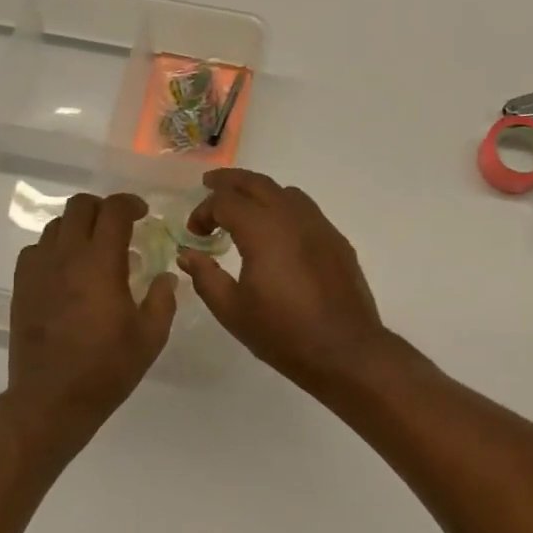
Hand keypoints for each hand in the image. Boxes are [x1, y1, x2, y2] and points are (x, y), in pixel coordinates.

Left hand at [7, 192, 176, 456]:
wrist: (51, 400)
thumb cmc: (106, 368)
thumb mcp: (150, 337)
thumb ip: (163, 299)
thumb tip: (165, 276)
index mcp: (100, 263)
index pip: (113, 211)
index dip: (130, 204)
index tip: (143, 213)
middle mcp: (66, 256)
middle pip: (79, 206)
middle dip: (103, 207)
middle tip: (120, 226)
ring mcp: (38, 269)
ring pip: (56, 225)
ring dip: (78, 227)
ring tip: (94, 248)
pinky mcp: (22, 286)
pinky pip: (36, 249)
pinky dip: (55, 248)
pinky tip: (67, 270)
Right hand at [177, 170, 391, 394]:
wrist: (345, 351)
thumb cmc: (283, 333)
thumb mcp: (232, 310)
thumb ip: (205, 276)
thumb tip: (187, 254)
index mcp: (263, 230)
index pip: (225, 201)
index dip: (204, 211)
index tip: (194, 234)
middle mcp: (292, 217)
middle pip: (257, 183)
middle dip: (229, 182)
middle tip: (209, 185)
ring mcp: (319, 226)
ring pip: (285, 192)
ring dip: (259, 193)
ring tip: (243, 209)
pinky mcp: (336, 240)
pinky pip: (306, 210)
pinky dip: (283, 209)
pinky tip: (277, 234)